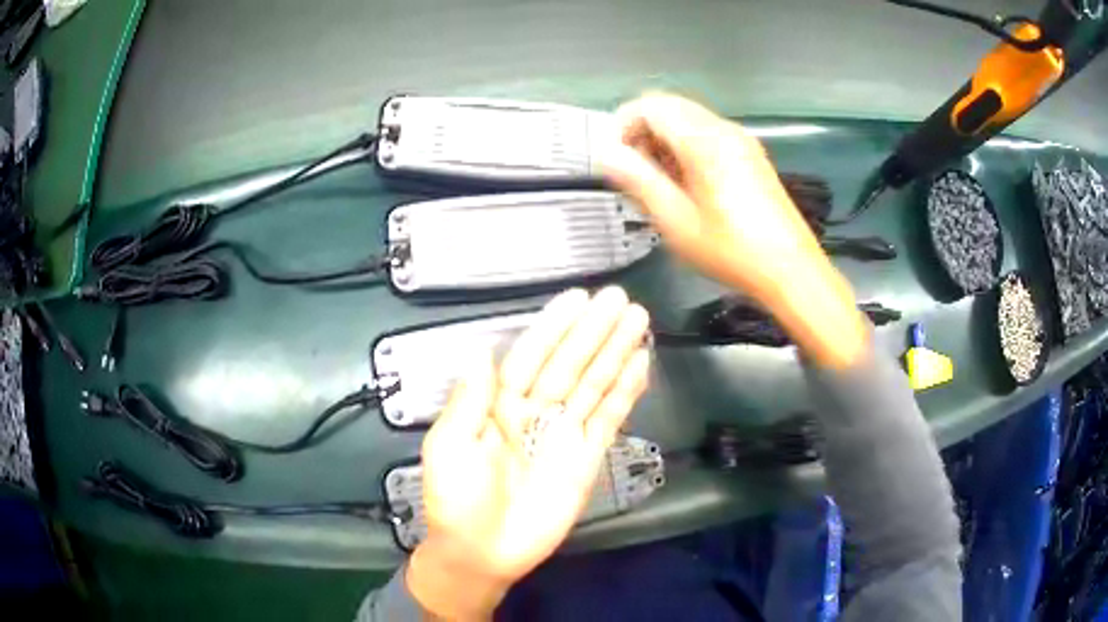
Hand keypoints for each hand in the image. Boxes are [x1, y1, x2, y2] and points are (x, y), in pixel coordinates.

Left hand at [407, 287, 650, 618]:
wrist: (482, 552)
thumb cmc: (456, 500)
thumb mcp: (449, 447)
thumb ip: (469, 400)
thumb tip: (482, 351)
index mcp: (499, 405)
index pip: (530, 356)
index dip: (554, 328)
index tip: (577, 299)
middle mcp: (534, 412)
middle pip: (569, 363)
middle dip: (594, 332)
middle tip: (620, 299)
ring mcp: (563, 434)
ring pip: (593, 384)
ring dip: (616, 353)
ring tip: (638, 321)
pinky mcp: (586, 458)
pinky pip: (608, 419)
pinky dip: (625, 393)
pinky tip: (640, 364)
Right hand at [601, 93, 867, 367]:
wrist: (791, 269)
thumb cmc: (731, 250)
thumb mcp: (676, 221)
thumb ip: (638, 181)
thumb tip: (607, 155)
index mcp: (703, 140)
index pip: (650, 106)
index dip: (623, 125)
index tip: (616, 160)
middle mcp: (723, 129)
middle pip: (670, 107)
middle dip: (642, 132)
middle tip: (634, 173)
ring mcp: (741, 140)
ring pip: (689, 120)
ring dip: (664, 141)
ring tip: (659, 184)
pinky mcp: (751, 155)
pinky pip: (708, 135)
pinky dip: (687, 148)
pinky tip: (688, 185)